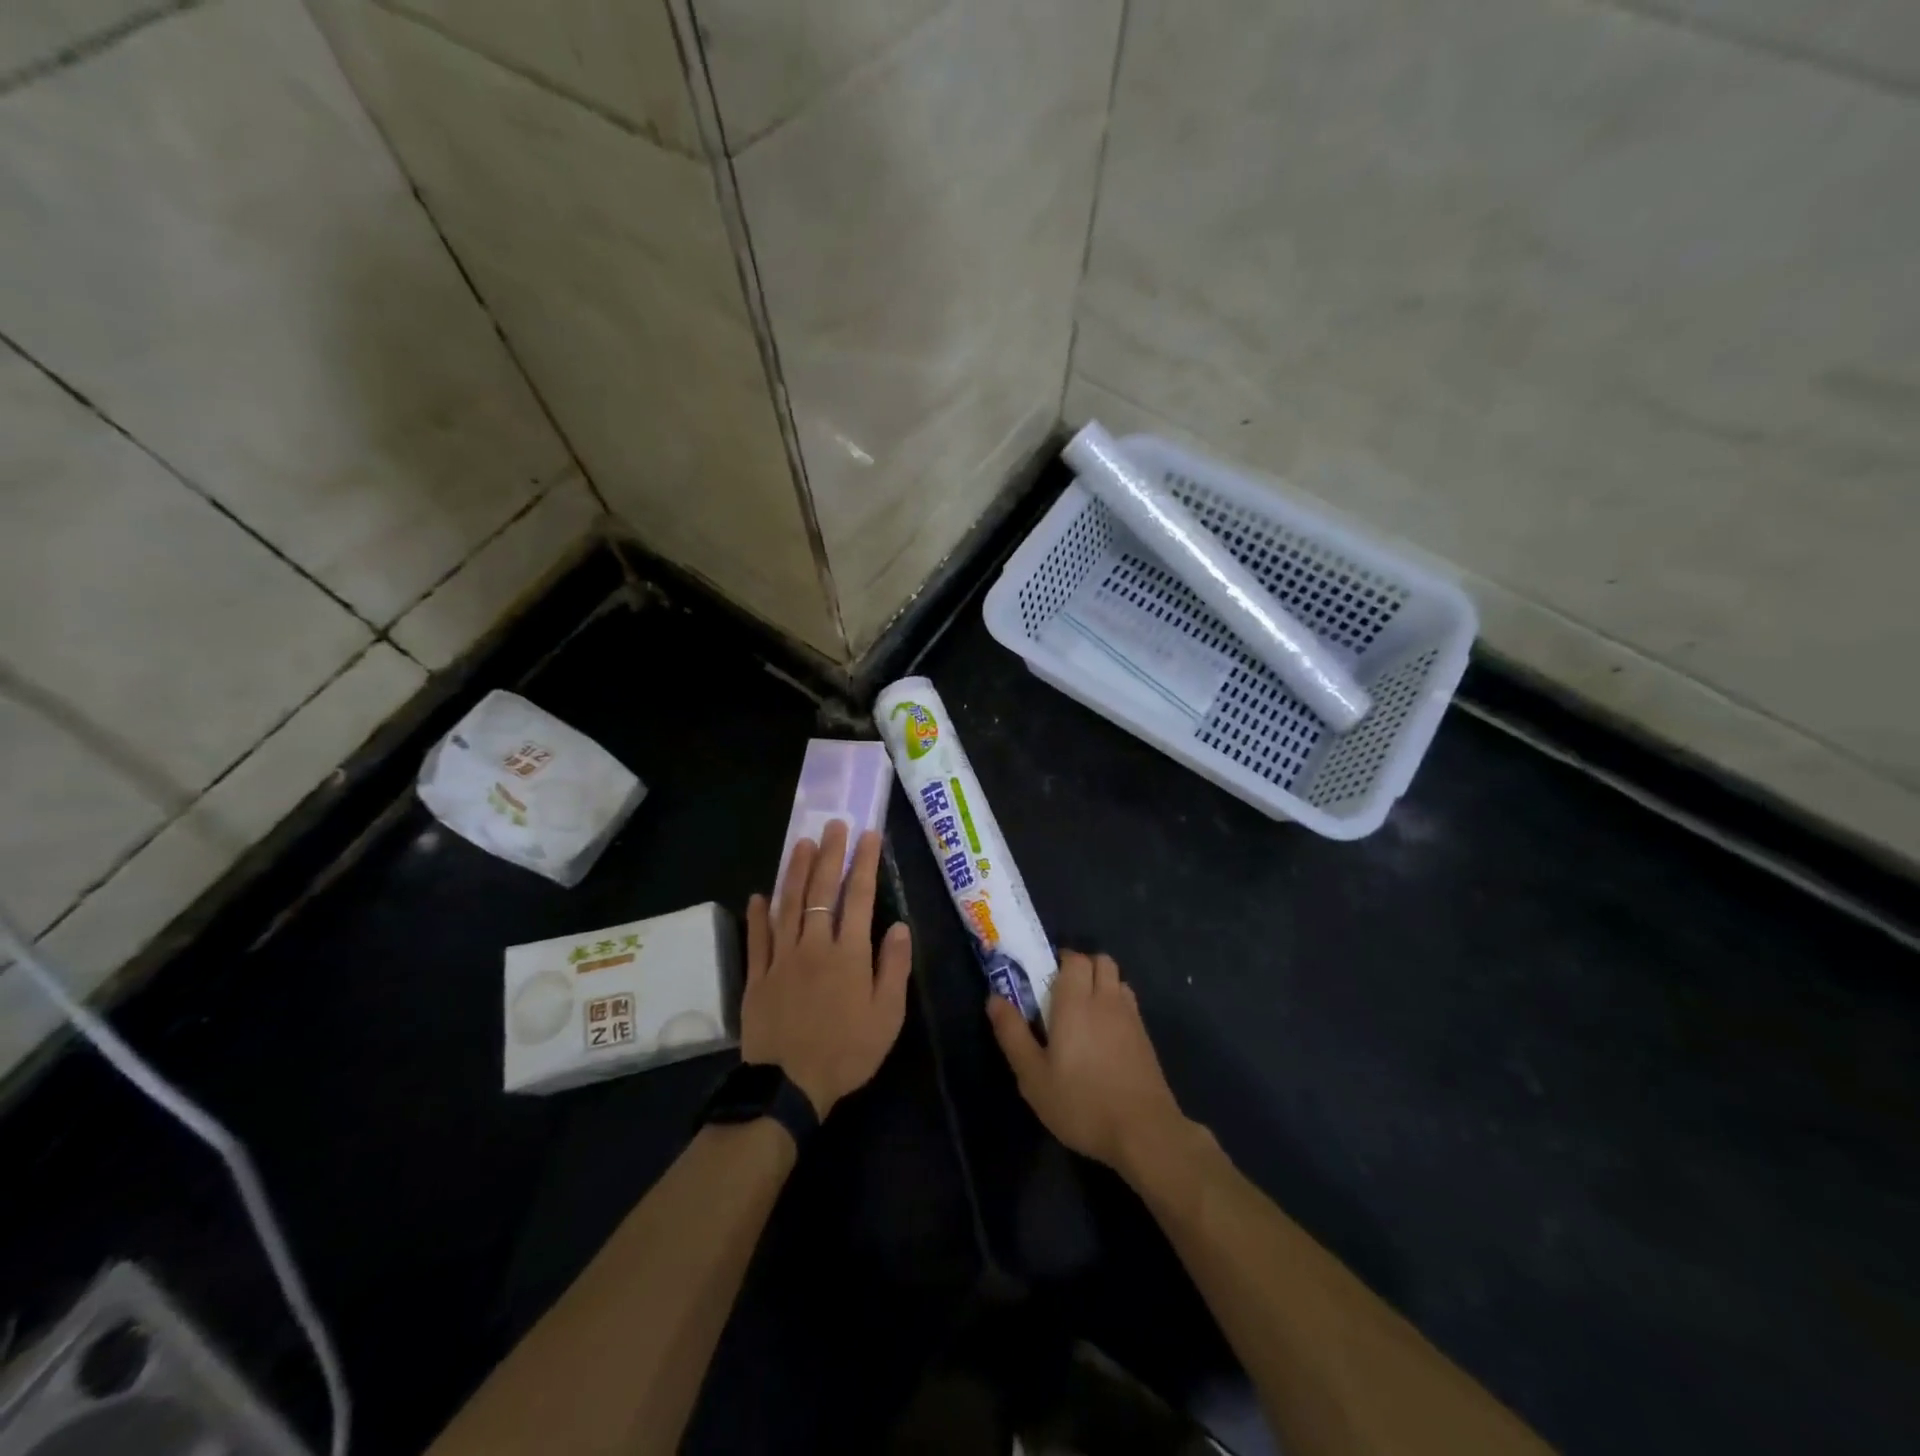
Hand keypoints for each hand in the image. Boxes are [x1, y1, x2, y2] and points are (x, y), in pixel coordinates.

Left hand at [743, 821, 912, 1118]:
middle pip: (821, 891)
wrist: (789, 1087)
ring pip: (787, 904)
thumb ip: (893, 968)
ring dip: (794, 871)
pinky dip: (758, 914)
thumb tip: (899, 925)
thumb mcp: (887, 1016)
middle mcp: (814, 946)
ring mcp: (781, 958)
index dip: (864, 863)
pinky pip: (757, 938)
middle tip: (833, 824)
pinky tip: (759, 894)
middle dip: (829, 854)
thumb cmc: (847, 1052)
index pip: (859, 897)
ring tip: (801, 842)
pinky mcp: (757, 976)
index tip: (868, 835)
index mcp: (848, 954)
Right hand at [986, 950, 1200, 1183]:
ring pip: (1118, 980)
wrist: (1143, 1132)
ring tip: (1085, 1012)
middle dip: (1083, 966)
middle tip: (1062, 992)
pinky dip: (1116, 1005)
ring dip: (1102, 983)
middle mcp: (1106, 1000)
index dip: (1060, 960)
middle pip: (1101, 961)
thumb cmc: (1081, 1102)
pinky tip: (1105, 1036)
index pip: (1074, 959)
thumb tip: (994, 998)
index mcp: (1076, 1002)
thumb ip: (1013, 1033)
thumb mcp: (1033, 1076)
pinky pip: (1130, 1004)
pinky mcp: (1146, 1038)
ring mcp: (1131, 1018)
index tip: (1044, 977)